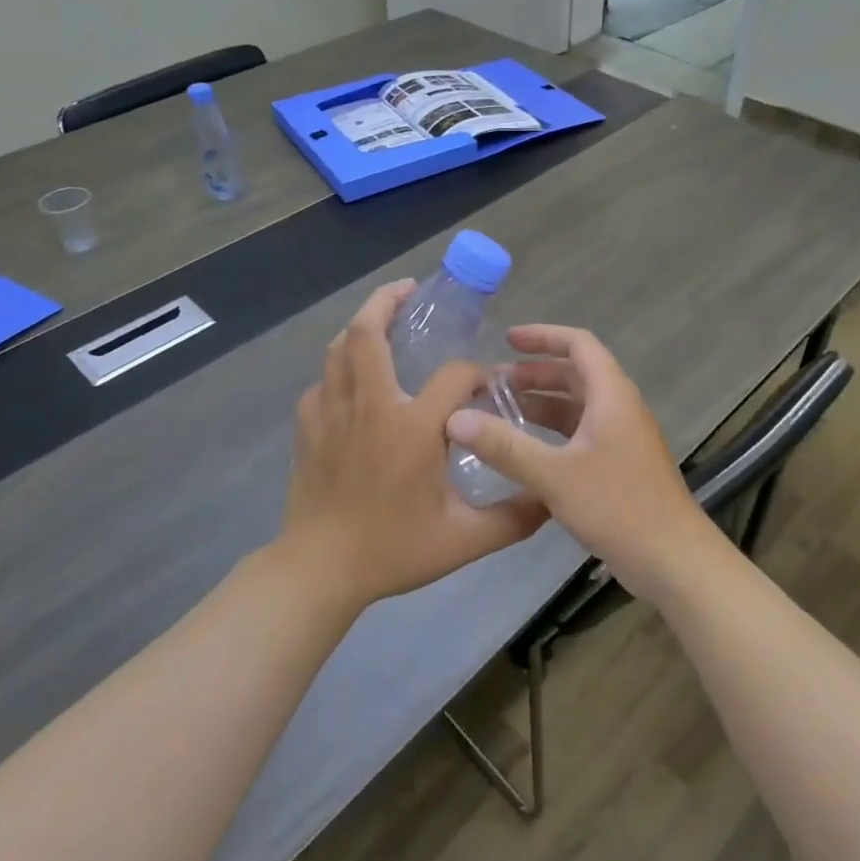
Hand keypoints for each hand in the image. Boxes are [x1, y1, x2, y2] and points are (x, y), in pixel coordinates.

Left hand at [281, 281, 548, 609]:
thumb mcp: (464, 540)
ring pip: (339, 350)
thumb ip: (514, 517)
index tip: (486, 386)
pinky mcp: (308, 429)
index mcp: (412, 427)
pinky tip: (353, 383)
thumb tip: (551, 499)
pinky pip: (322, 384)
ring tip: (381, 321)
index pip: (453, 375)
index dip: (475, 373)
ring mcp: (332, 414)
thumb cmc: (393, 549)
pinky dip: (338, 371)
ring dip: (360, 327)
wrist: (320, 570)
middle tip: (409, 290)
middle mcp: (370, 407)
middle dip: (387, 301)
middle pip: (369, 334)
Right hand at [446, 324, 712, 601]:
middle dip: (535, 373)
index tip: (507, 339)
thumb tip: (455, 419)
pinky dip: (553, 432)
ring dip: (542, 403)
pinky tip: (526, 450)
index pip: (579, 345)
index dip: (543, 336)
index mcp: (612, 395)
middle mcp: (620, 408)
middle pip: (577, 374)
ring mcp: (623, 438)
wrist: (673, 560)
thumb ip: (504, 446)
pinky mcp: (621, 464)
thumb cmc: (617, 507)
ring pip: (578, 406)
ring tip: (501, 412)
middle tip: (493, 383)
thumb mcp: (554, 475)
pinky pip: (582, 432)